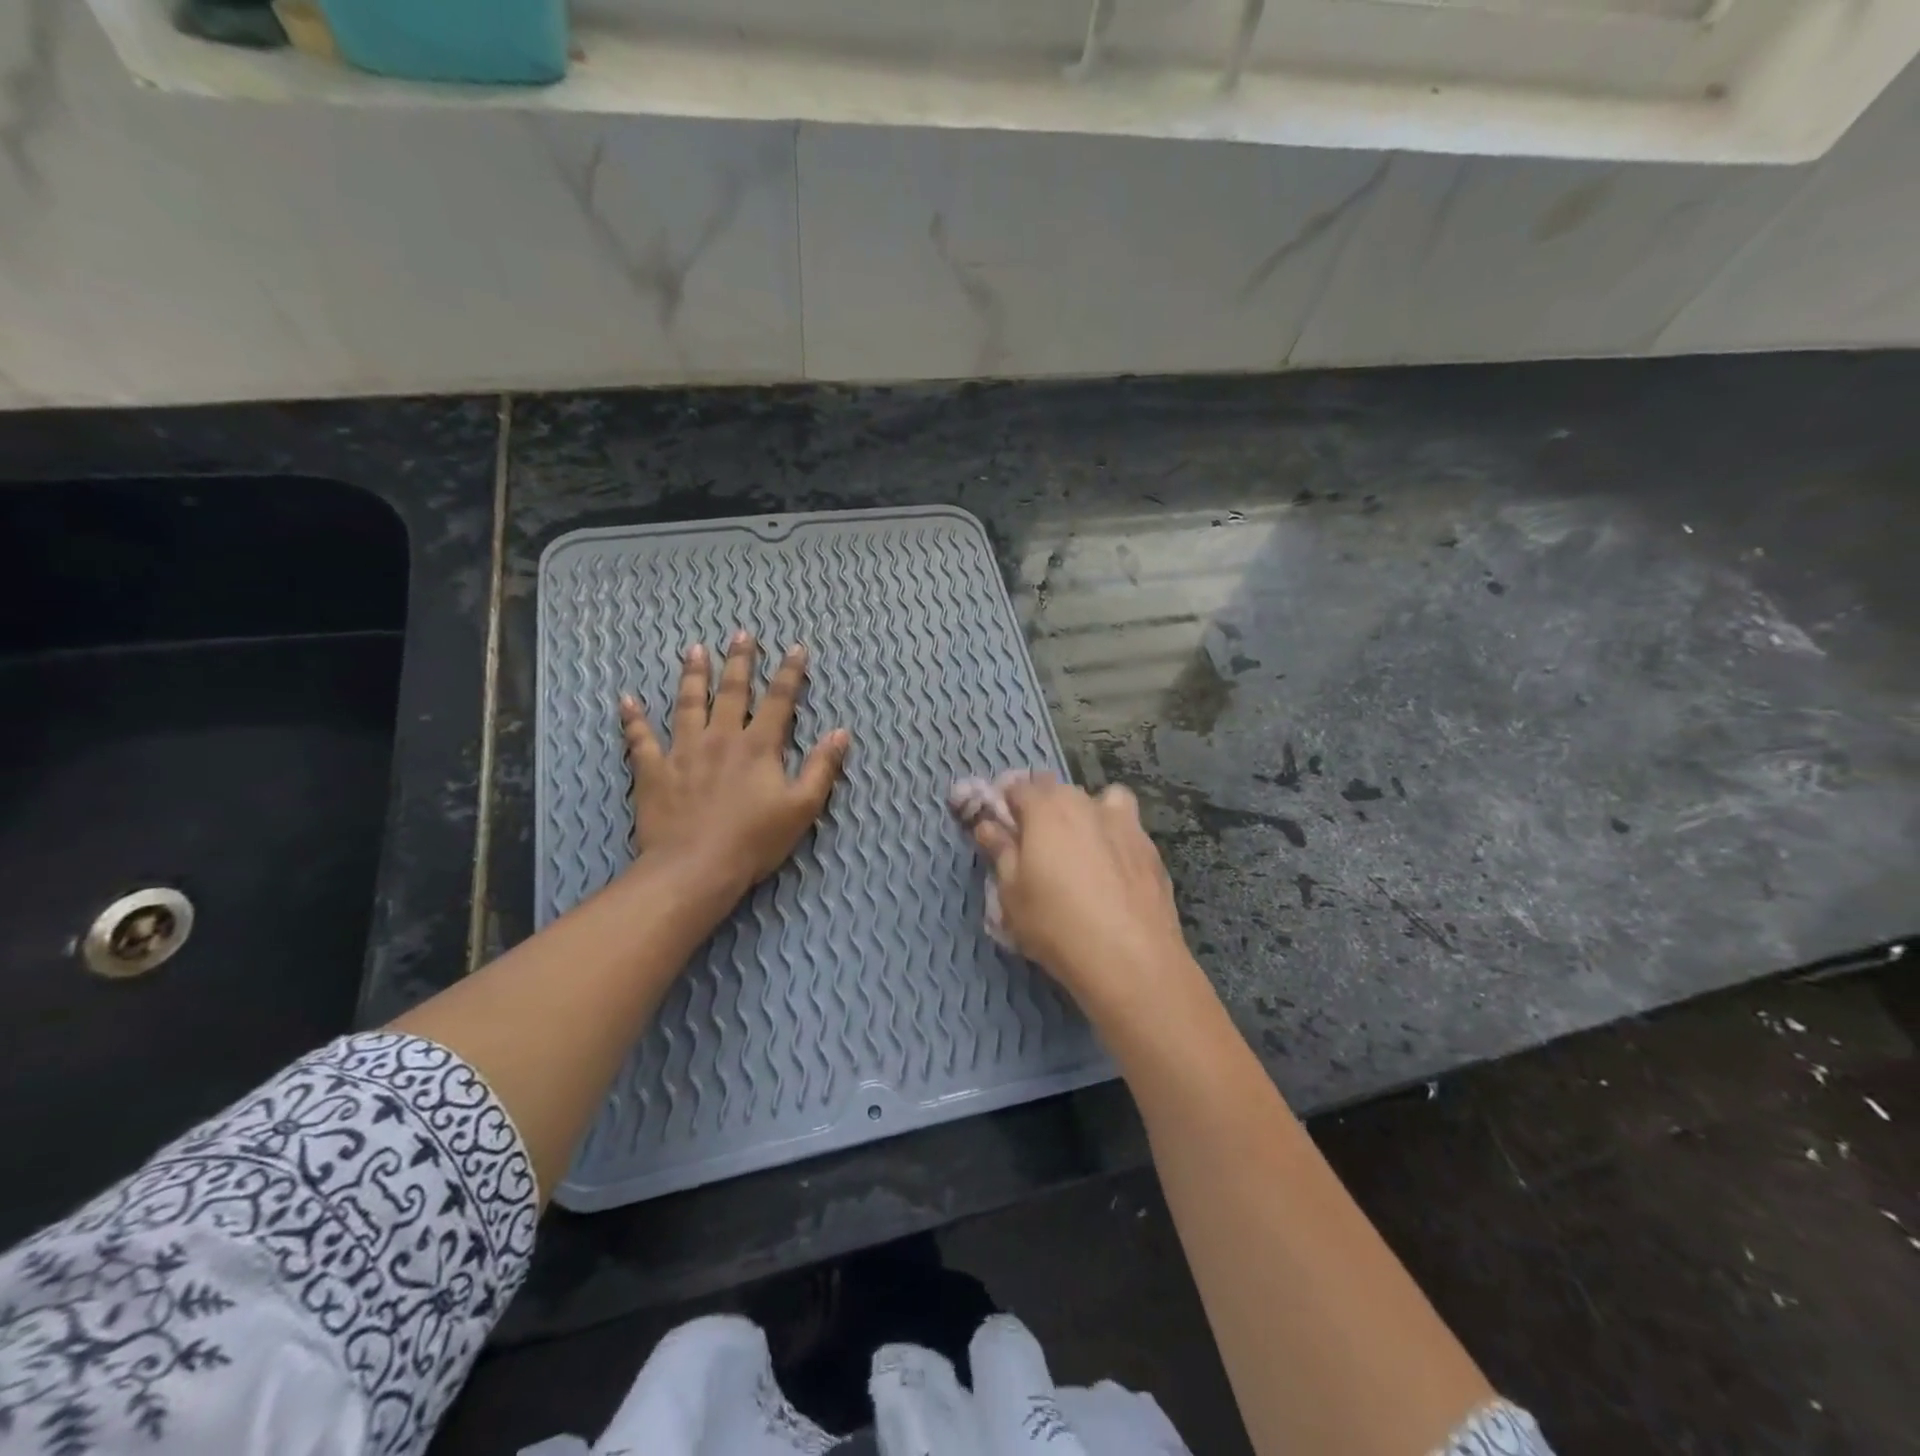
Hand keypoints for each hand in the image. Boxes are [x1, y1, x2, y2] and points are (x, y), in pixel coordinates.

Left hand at [619, 631, 849, 900]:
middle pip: (732, 691)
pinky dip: (633, 719)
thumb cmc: (754, 840)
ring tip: (694, 650)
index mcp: (758, 747)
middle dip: (739, 661)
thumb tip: (841, 732)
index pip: (778, 700)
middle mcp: (721, 738)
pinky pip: (640, 739)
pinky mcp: (654, 771)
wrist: (695, 868)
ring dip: (692, 675)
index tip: (795, 647)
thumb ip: (822, 767)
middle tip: (741, 633)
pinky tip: (626, 701)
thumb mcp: (802, 807)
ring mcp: (683, 751)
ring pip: (687, 704)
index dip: (790, 673)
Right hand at [968, 777, 1200, 1015]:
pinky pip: (1126, 828)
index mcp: (1046, 808)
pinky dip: (1114, 837)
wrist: (1131, 959)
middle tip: (1035, 843)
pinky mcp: (1150, 847)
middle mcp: (1085, 803)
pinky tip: (1112, 870)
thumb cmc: (1056, 924)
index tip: (1001, 826)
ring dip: (1085, 812)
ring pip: (1099, 800)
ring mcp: (1124, 822)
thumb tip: (988, 826)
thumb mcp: (1011, 893)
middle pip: (1058, 790)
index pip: (1018, 787)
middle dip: (1043, 807)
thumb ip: (1001, 852)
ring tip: (1080, 847)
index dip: (1006, 803)